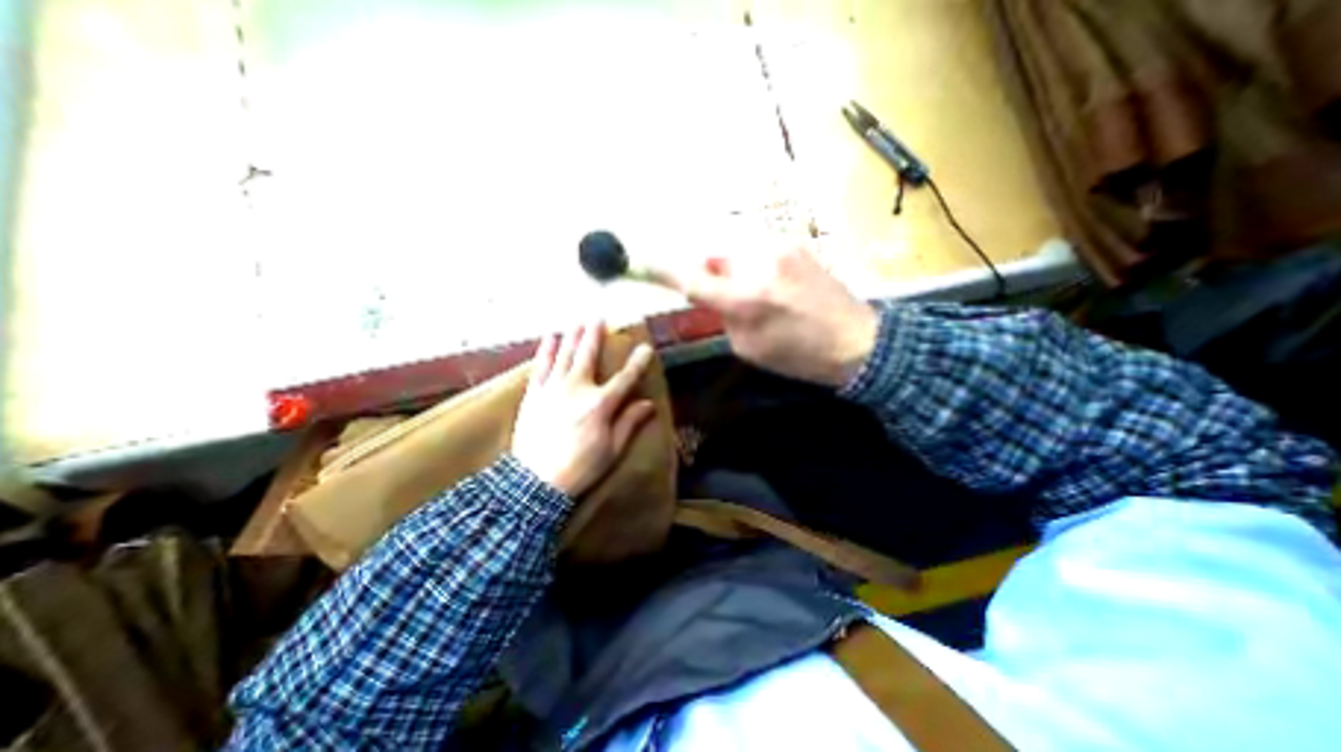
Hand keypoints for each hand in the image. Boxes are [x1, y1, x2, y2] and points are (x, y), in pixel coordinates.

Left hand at [511, 319, 657, 494]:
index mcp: (601, 404)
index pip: (625, 379)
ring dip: (572, 336)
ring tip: (577, 320)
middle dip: (595, 335)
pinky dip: (546, 351)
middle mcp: (577, 390)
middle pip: (589, 356)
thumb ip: (629, 423)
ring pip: (564, 356)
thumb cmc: (581, 468)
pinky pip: (540, 367)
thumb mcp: (612, 449)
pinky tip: (550, 338)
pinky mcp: (534, 395)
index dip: (637, 362)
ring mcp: (553, 390)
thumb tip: (648, 404)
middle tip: (599, 317)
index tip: (645, 348)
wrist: (536, 483)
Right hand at [671, 242, 881, 384]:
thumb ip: (723, 317)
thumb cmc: (800, 355)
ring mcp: (779, 247)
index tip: (642, 260)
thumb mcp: (749, 348)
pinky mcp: (795, 243)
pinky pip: (758, 250)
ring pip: (736, 252)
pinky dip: (755, 266)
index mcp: (745, 299)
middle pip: (714, 257)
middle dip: (712, 274)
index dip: (664, 270)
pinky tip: (776, 287)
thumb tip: (712, 294)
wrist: (858, 340)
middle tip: (725, 296)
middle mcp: (758, 264)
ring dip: (735, 270)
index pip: (693, 279)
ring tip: (757, 294)